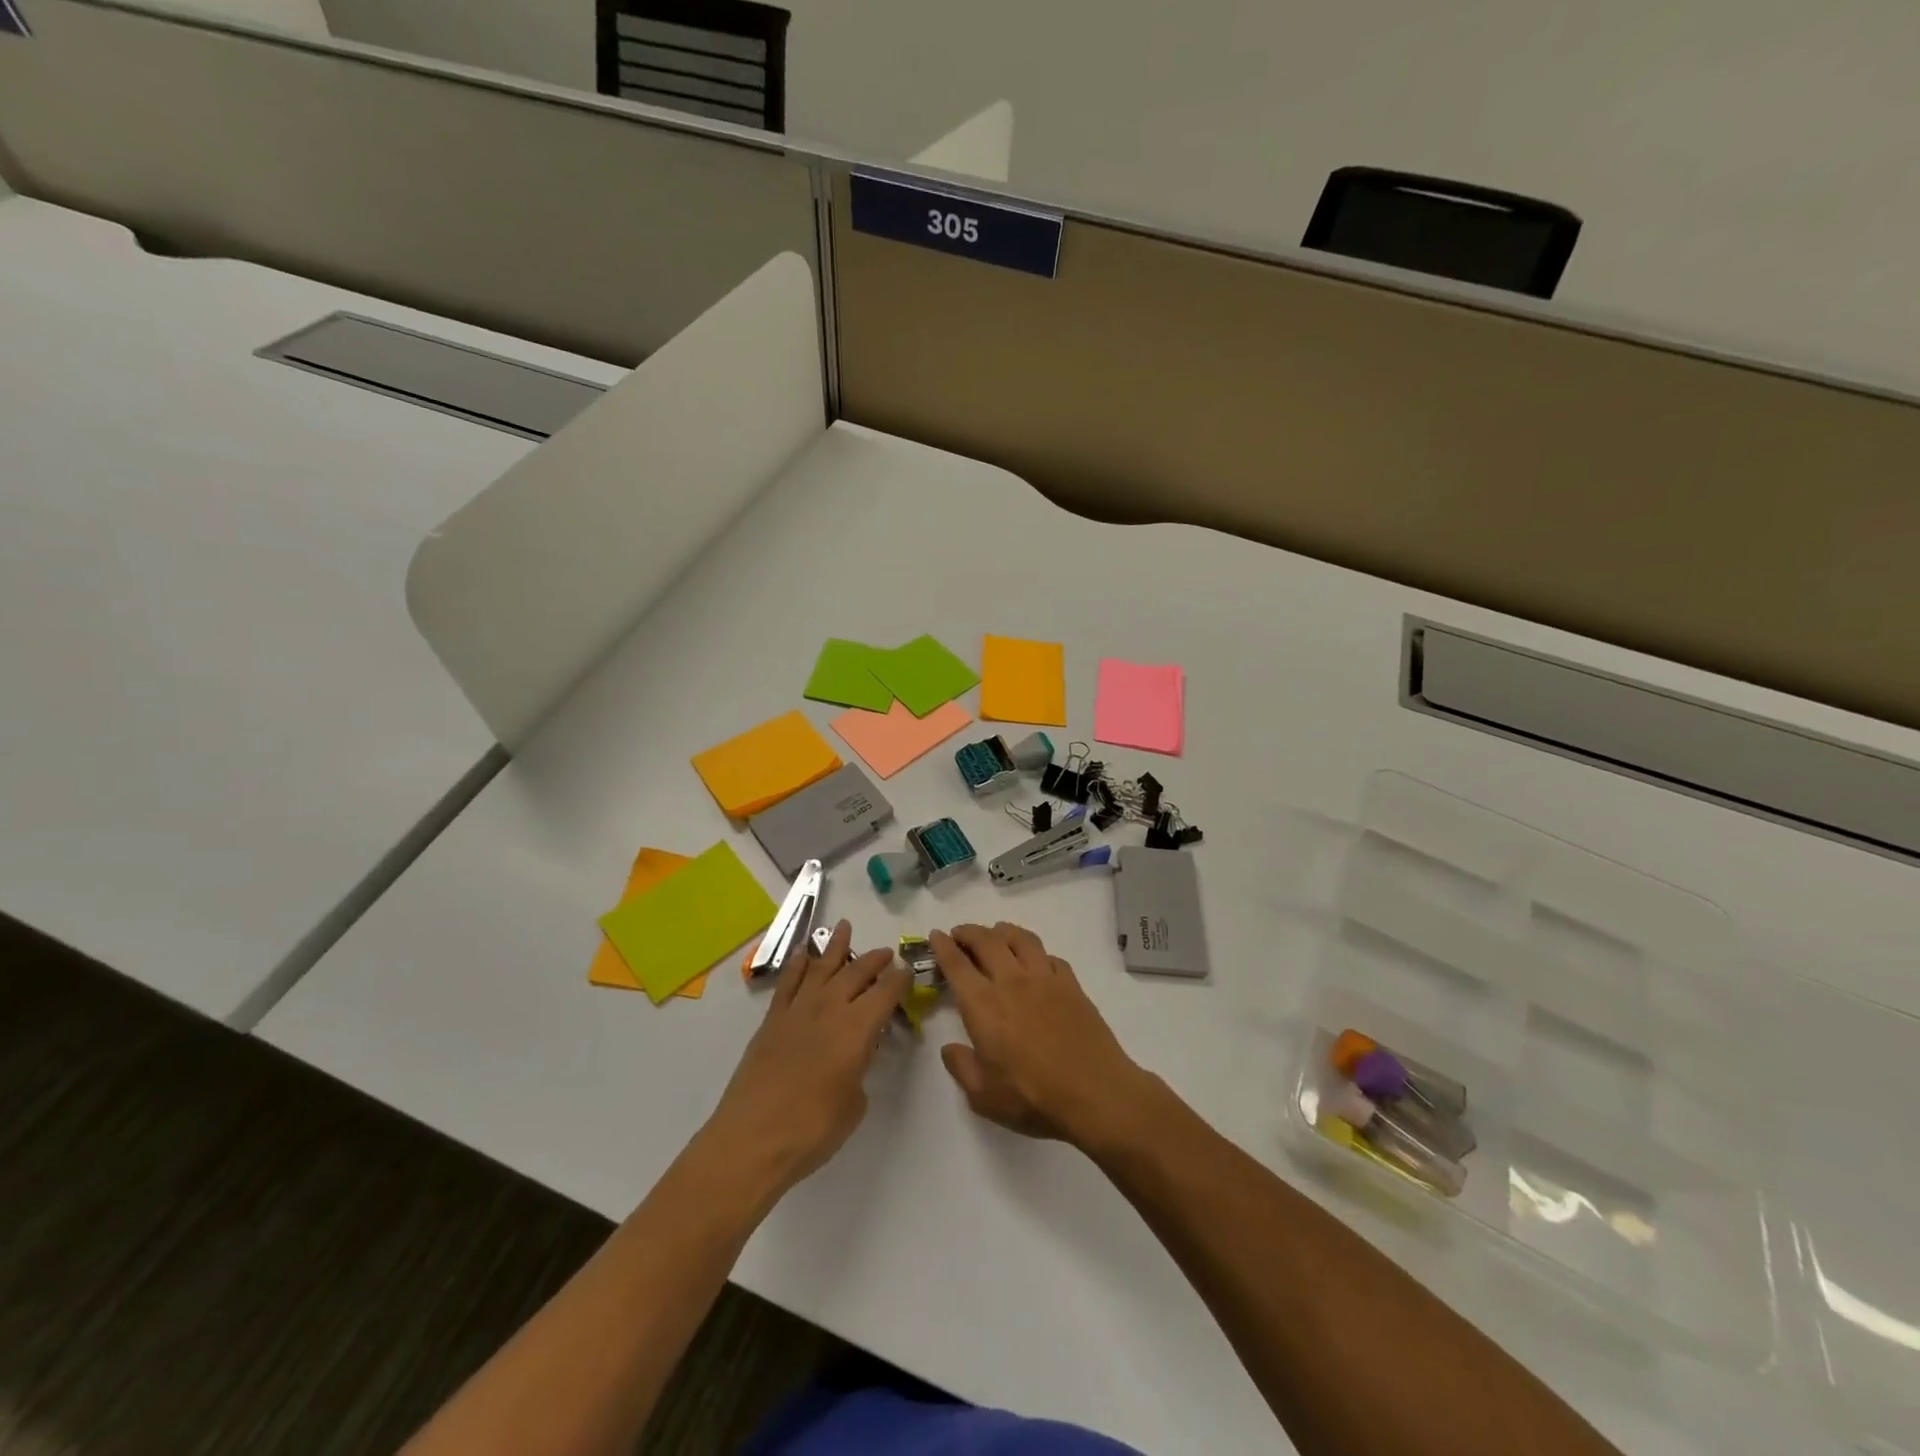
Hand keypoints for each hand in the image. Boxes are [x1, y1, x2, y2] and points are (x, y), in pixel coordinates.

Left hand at [702, 921, 907, 1192]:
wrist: (752, 1140)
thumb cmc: (812, 1130)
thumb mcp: (854, 1104)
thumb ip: (860, 1070)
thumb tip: (857, 1056)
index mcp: (857, 1029)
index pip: (885, 993)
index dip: (899, 980)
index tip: (908, 969)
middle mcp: (829, 1009)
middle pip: (856, 973)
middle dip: (874, 960)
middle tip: (886, 952)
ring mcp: (798, 1011)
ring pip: (821, 968)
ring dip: (836, 947)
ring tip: (845, 927)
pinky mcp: (772, 1020)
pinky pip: (789, 982)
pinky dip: (798, 964)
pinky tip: (805, 952)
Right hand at [933, 923, 1159, 1147]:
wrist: (1095, 1093)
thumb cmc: (1033, 1097)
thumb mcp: (983, 1096)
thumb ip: (961, 1067)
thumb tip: (950, 1048)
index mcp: (984, 1005)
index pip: (957, 965)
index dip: (943, 946)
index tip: (936, 934)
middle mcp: (1012, 982)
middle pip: (987, 941)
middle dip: (969, 932)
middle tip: (960, 933)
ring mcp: (1045, 979)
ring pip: (1021, 939)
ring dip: (1003, 931)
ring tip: (996, 934)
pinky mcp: (1071, 985)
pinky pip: (1050, 957)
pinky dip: (1037, 953)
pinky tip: (1036, 961)